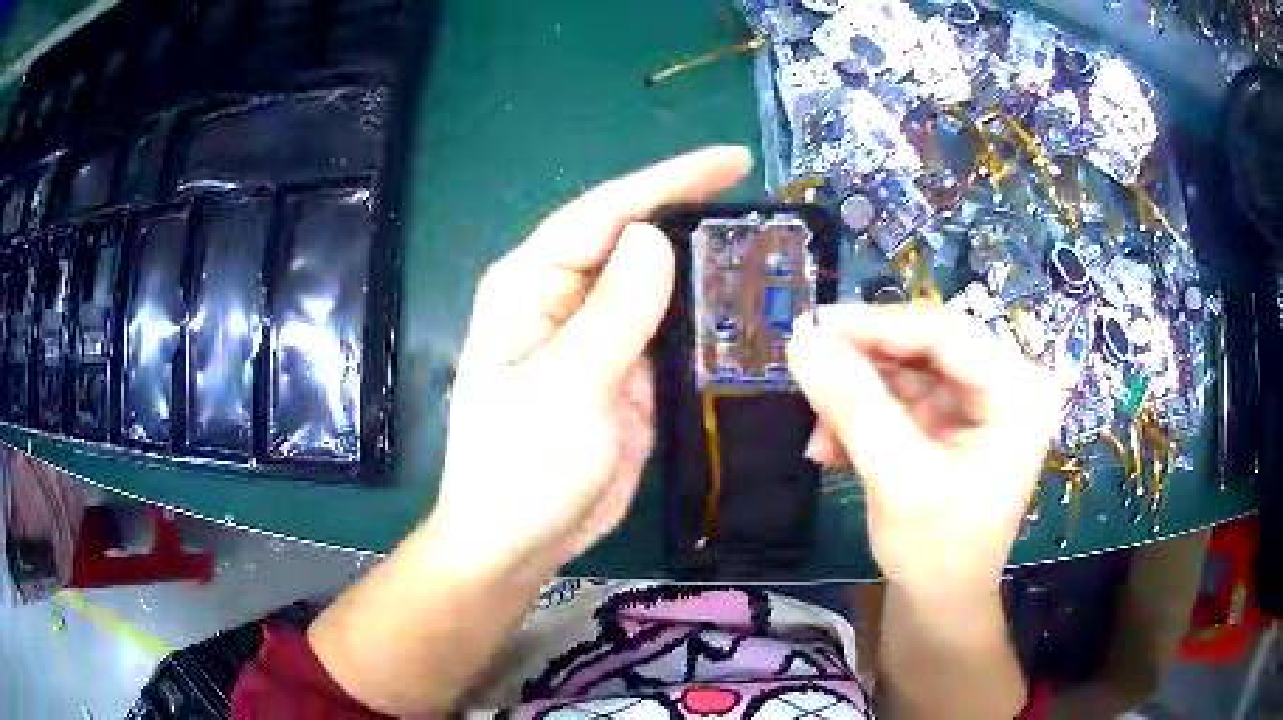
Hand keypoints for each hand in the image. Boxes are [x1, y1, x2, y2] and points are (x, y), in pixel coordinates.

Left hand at [431, 147, 752, 573]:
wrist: (519, 540)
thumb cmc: (521, 469)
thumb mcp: (565, 391)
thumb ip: (612, 314)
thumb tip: (653, 236)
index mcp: (530, 285)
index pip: (605, 212)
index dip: (670, 180)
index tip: (734, 161)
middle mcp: (564, 297)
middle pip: (634, 237)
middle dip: (694, 212)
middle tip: (764, 202)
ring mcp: (599, 334)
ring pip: (659, 281)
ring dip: (707, 263)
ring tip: (770, 245)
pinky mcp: (626, 369)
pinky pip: (672, 328)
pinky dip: (707, 315)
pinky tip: (749, 306)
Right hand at [787, 303, 1059, 598]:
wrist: (939, 600)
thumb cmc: (936, 552)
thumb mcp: (899, 481)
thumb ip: (854, 408)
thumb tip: (801, 339)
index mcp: (1019, 394)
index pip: (948, 334)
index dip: (879, 324)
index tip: (814, 326)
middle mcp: (1004, 384)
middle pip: (924, 347)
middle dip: (863, 369)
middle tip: (809, 379)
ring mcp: (976, 400)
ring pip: (903, 368)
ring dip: (855, 397)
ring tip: (822, 438)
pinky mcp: (950, 416)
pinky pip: (897, 394)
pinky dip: (860, 415)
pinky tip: (833, 447)